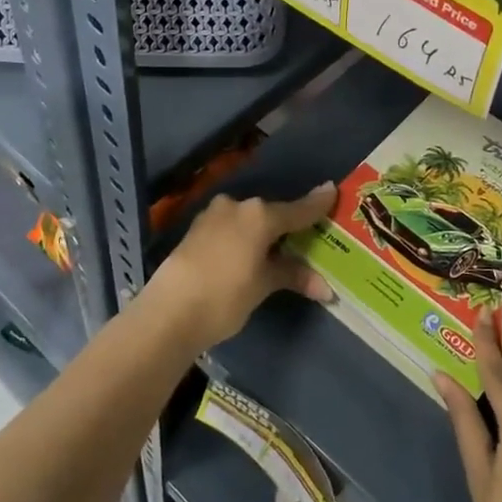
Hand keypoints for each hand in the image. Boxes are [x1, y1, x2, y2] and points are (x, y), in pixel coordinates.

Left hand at [142, 182, 337, 350]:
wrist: (168, 311)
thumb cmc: (225, 295)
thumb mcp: (263, 286)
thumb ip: (293, 276)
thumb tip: (325, 287)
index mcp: (260, 215)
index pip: (298, 209)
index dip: (317, 203)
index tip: (332, 190)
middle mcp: (238, 206)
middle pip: (271, 212)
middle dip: (287, 223)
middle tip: (303, 235)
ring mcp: (213, 215)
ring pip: (247, 218)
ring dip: (261, 231)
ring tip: (274, 248)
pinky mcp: (195, 229)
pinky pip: (229, 227)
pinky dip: (242, 236)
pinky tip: (245, 252)